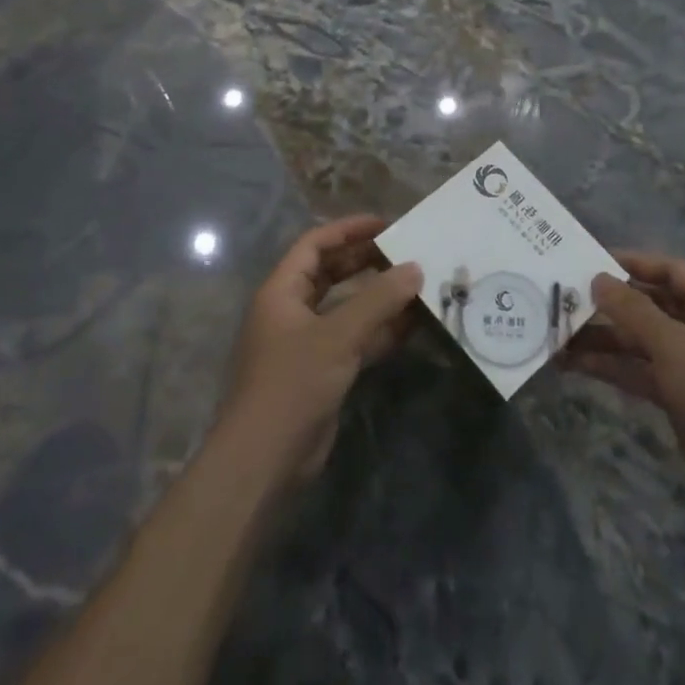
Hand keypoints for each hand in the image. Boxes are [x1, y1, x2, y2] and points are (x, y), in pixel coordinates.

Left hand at [213, 215, 423, 492]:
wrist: (265, 460)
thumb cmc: (292, 383)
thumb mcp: (338, 335)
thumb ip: (378, 300)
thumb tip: (415, 268)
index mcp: (282, 291)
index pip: (315, 245)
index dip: (348, 230)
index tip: (387, 224)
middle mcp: (292, 311)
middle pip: (332, 273)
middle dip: (368, 261)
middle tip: (408, 252)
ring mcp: (307, 343)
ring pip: (347, 307)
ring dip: (379, 297)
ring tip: (419, 284)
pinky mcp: (323, 371)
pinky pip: (355, 338)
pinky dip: (381, 330)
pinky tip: (413, 325)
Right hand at [564, 251, 684, 512]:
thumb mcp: (672, 343)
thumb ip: (632, 310)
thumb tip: (597, 279)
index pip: (669, 270)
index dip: (633, 263)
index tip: (593, 261)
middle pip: (649, 305)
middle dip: (609, 305)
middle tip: (567, 299)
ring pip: (638, 340)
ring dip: (602, 338)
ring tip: (559, 335)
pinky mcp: (674, 391)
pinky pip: (637, 369)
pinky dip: (609, 366)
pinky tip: (573, 364)